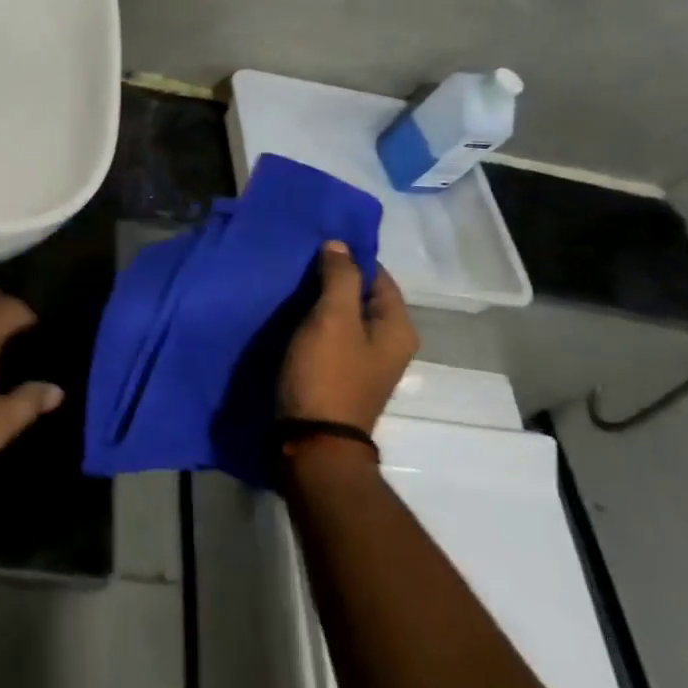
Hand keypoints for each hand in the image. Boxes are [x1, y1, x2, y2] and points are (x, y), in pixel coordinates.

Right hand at [280, 241, 418, 432]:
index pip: (378, 275)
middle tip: (297, 263)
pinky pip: (332, 336)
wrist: (313, 443)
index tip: (315, 246)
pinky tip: (291, 316)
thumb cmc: (327, 374)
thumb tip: (340, 245)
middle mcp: (389, 343)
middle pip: (362, 295)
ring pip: (344, 316)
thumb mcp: (333, 318)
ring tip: (289, 285)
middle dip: (332, 277)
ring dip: (320, 300)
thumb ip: (339, 276)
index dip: (349, 257)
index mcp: (398, 328)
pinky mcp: (342, 375)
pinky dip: (315, 323)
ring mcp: (366, 362)